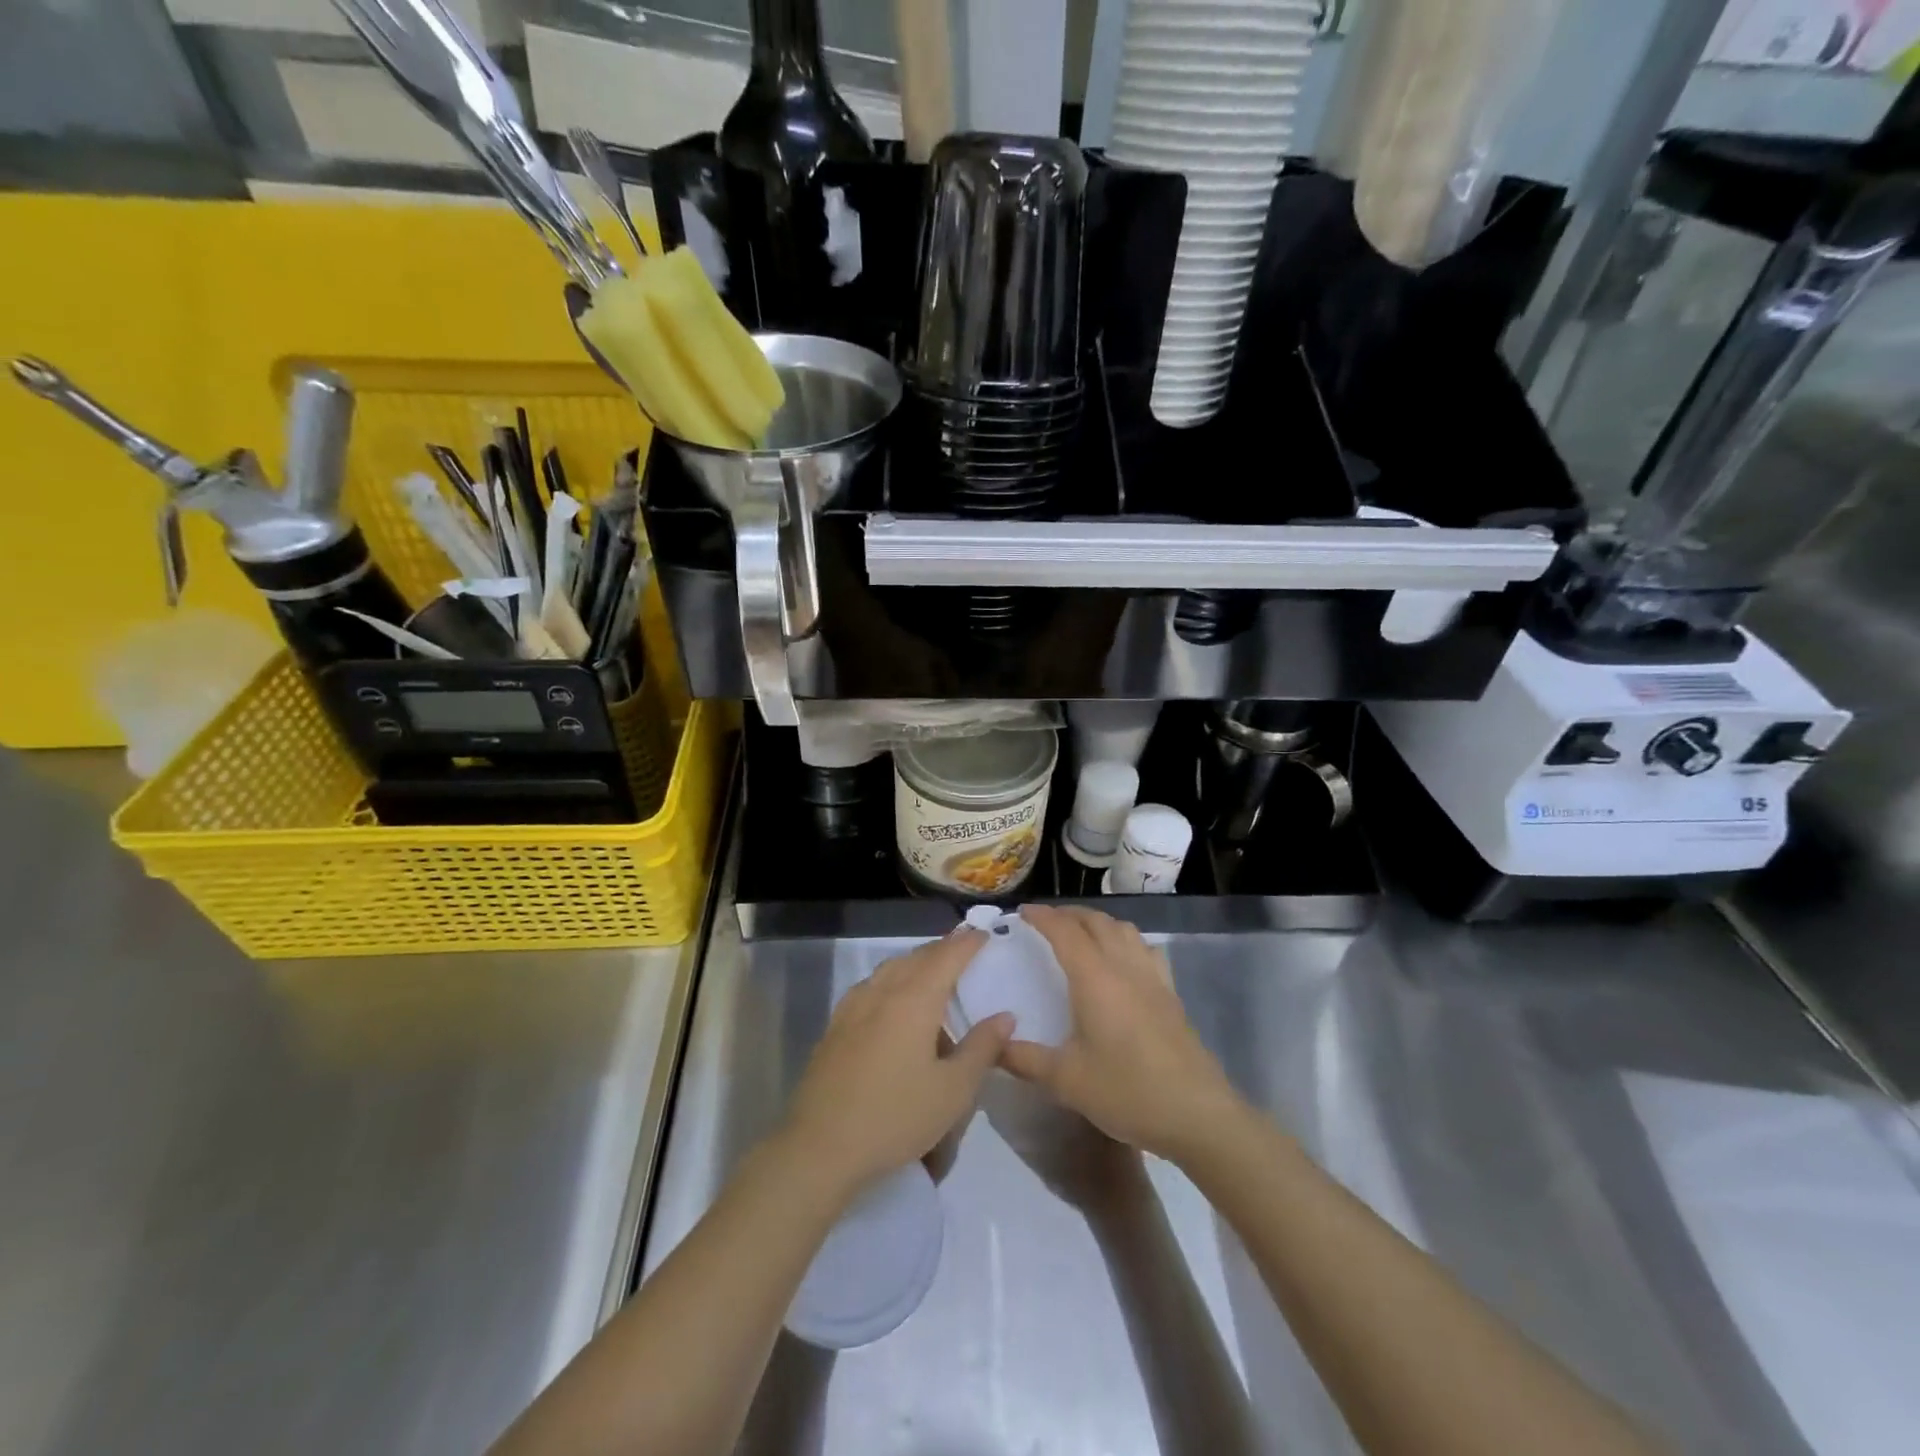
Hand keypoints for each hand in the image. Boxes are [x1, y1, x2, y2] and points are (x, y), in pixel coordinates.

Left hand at [779, 928, 1012, 1201]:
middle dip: (942, 950)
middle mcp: (882, 991)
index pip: (947, 957)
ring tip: (933, 976)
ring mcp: (853, 1007)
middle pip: (917, 957)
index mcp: (914, 1000)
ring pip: (890, 969)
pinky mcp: (835, 1026)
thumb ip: (981, 1048)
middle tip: (964, 951)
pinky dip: (891, 982)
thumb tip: (1005, 1017)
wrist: (821, 1146)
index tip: (985, 934)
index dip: (968, 943)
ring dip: (915, 964)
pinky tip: (893, 1004)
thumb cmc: (895, 1117)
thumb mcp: (953, 1091)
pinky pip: (871, 987)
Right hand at [1002, 906, 1243, 1163]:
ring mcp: (1152, 978)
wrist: (1197, 1114)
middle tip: (1045, 921)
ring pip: (1123, 929)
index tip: (1022, 912)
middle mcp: (1124, 966)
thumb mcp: (1067, 1080)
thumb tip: (994, 1044)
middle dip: (1068, 914)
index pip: (1065, 931)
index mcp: (1095, 978)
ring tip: (1080, 933)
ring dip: (1097, 922)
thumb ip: (1025, 1059)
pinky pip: (1145, 949)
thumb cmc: (1128, 1091)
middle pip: (1096, 922)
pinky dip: (1125, 939)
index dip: (1042, 916)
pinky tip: (1122, 959)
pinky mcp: (1171, 994)